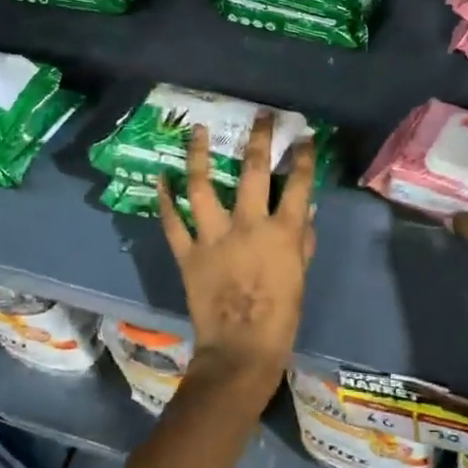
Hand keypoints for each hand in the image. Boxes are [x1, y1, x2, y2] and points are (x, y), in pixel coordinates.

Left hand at [157, 113, 316, 394]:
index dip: (304, 157)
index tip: (304, 136)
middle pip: (253, 171)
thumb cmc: (280, 316)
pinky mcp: (188, 253)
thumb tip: (304, 211)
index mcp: (283, 231)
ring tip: (197, 131)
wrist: (241, 350)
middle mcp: (249, 224)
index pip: (299, 184)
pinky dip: (165, 199)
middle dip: (259, 139)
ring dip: (200, 155)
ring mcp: (214, 236)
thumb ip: (302, 240)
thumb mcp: (300, 276)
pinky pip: (173, 222)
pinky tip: (162, 177)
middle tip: (261, 116)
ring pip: (204, 186)